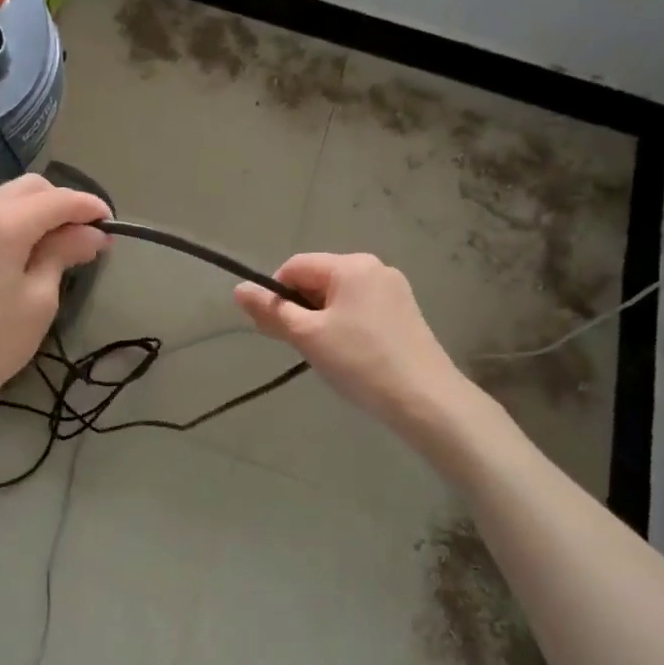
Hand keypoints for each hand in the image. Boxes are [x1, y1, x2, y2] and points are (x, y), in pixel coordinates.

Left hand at [0, 175, 110, 431]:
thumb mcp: (38, 300)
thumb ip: (63, 254)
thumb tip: (91, 234)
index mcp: (0, 223)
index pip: (57, 200)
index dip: (88, 207)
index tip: (111, 225)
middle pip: (29, 188)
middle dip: (62, 205)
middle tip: (85, 239)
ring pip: (5, 199)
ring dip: (36, 213)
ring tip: (58, 247)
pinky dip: (12, 223)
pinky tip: (24, 251)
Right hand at [234, 253, 466, 435]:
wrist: (425, 400)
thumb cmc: (359, 362)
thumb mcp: (307, 336)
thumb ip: (271, 310)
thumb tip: (238, 289)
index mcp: (350, 265)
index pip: (295, 266)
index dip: (276, 294)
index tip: (274, 329)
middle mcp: (375, 268)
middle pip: (318, 279)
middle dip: (299, 308)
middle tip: (295, 346)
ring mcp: (394, 290)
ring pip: (338, 297)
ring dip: (320, 320)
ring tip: (324, 354)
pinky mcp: (405, 313)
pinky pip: (360, 309)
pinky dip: (344, 326)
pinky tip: (349, 355)